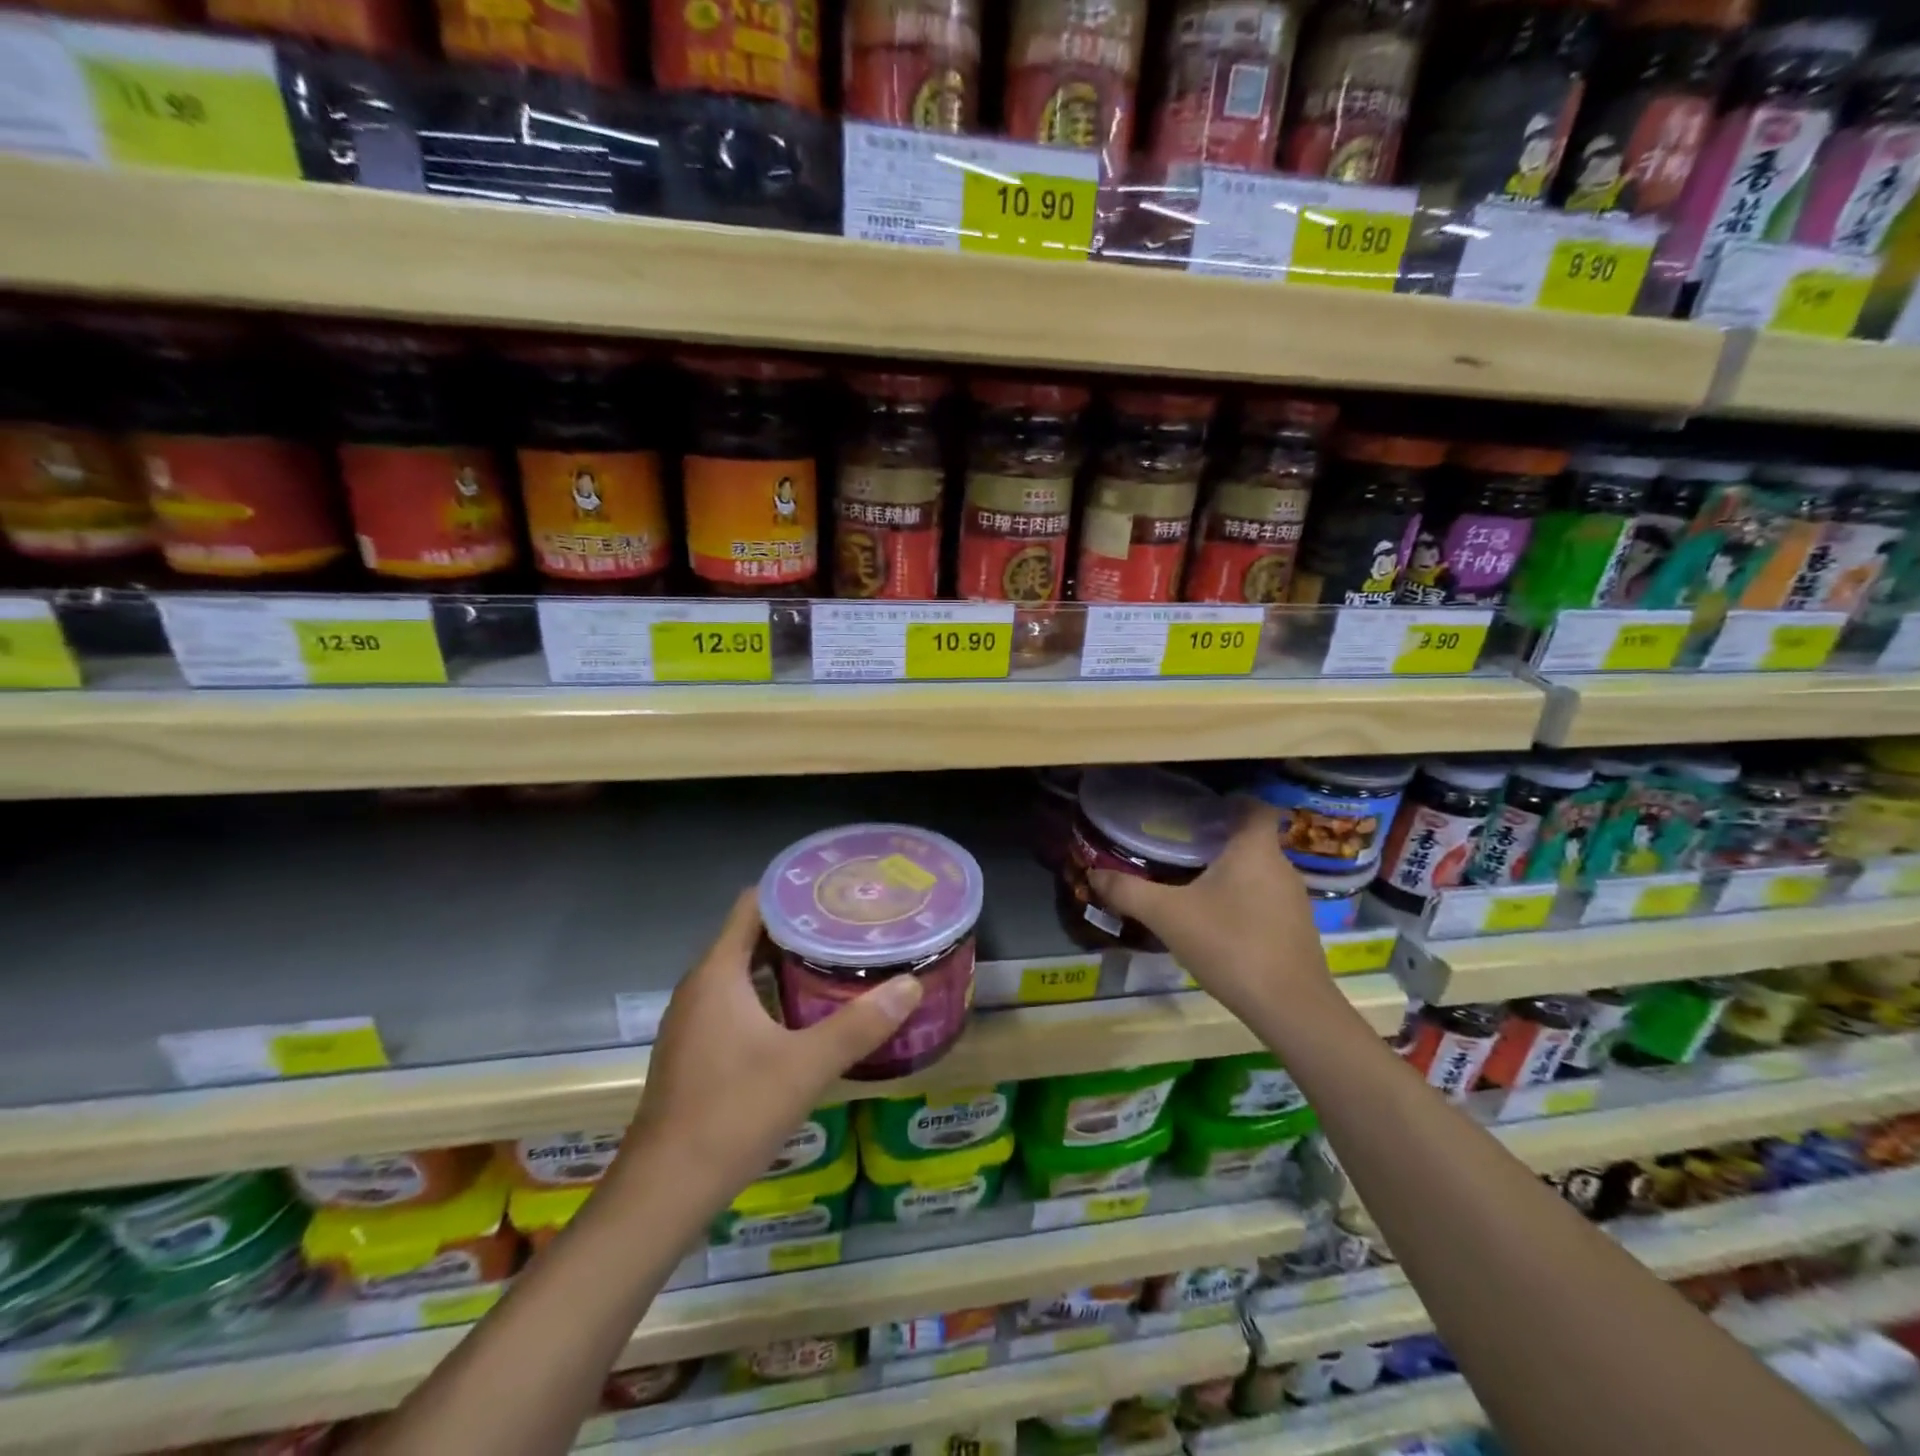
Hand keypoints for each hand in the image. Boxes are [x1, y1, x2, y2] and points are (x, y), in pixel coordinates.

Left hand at [613, 889, 922, 1207]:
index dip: (793, 891)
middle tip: (849, 925)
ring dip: (785, 962)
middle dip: (799, 927)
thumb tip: (911, 985)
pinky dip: (769, 993)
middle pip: (751, 936)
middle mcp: (700, 987)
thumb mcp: (806, 1067)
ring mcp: (693, 1021)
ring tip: (836, 960)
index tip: (836, 889)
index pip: (753, 905)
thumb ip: (859, 1025)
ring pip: (743, 971)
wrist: (662, 1194)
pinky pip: (735, 1000)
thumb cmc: (731, 1115)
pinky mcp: (695, 1050)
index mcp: (718, 973)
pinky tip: (804, 1013)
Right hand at [1089, 802, 1332, 1028]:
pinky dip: (1244, 902)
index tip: (1201, 809)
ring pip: (1260, 873)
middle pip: (1253, 840)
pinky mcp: (1298, 931)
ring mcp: (1296, 901)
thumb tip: (1093, 874)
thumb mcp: (1167, 916)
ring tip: (1194, 885)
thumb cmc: (1229, 944)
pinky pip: (1267, 902)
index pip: (1254, 807)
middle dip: (1220, 841)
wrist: (1290, 1007)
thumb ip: (1129, 891)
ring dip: (1232, 874)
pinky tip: (1219, 924)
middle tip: (1182, 848)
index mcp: (1254, 849)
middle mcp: (1281, 867)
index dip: (1231, 802)